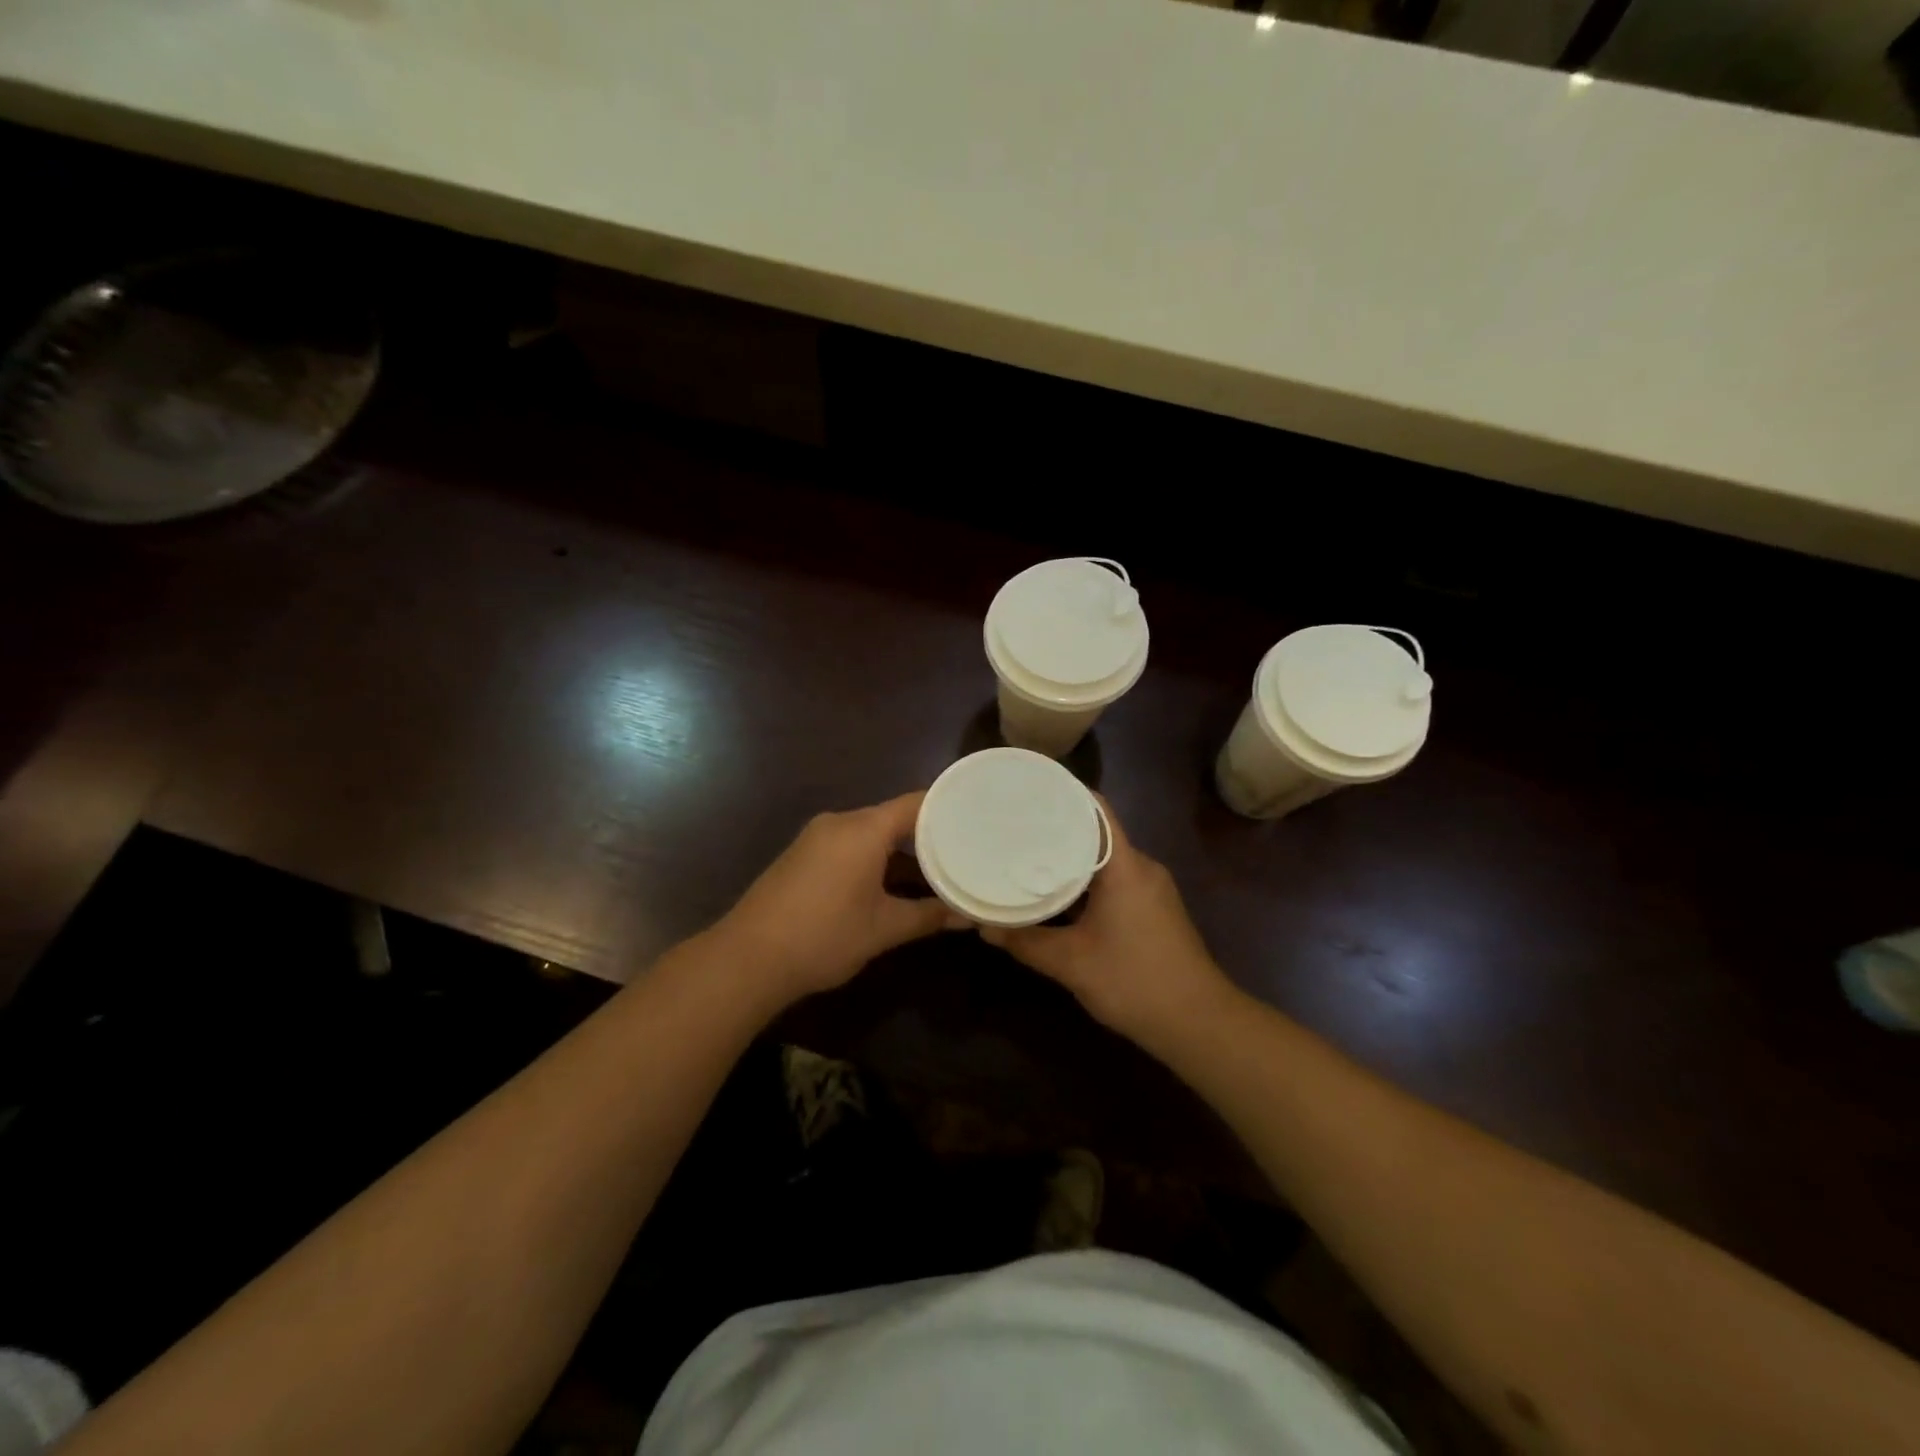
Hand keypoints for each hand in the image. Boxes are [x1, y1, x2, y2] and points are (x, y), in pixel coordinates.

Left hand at [710, 791, 962, 1005]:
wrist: (748, 958)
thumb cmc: (825, 936)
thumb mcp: (884, 928)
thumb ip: (928, 916)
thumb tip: (968, 916)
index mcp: (863, 828)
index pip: (916, 803)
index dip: (948, 809)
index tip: (978, 818)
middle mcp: (840, 822)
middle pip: (893, 816)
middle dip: (927, 834)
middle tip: (964, 848)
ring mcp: (816, 837)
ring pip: (870, 832)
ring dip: (899, 850)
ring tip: (935, 868)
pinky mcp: (801, 855)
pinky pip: (849, 844)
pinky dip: (873, 857)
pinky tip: (890, 881)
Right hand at [980, 804, 1236, 1051]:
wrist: (1198, 1023)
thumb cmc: (1134, 981)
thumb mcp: (1071, 963)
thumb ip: (1025, 941)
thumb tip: (983, 928)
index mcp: (1125, 866)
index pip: (1096, 809)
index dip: (1063, 794)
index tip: (1027, 790)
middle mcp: (1141, 868)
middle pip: (1096, 833)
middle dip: (1056, 829)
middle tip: (1013, 827)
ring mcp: (1150, 889)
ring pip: (1103, 861)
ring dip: (1069, 860)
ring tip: (1025, 857)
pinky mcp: (1153, 910)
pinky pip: (1113, 881)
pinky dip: (1084, 882)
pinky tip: (1055, 895)